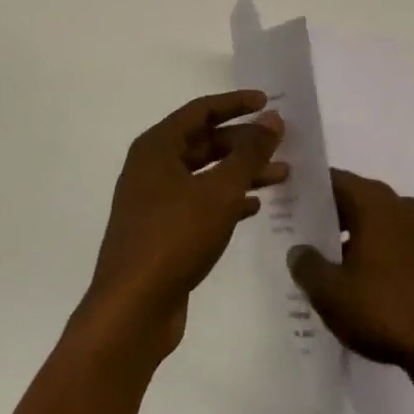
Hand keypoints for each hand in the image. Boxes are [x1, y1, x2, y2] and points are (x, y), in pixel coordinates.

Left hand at [81, 90, 286, 362]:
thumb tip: (272, 119)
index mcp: (157, 147)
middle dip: (243, 142)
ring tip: (281, 175)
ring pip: (205, 175)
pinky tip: (254, 208)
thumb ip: (249, 153)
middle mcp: (152, 168)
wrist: (133, 311)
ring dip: (241, 172)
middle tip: (280, 143)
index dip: (235, 104)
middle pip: (204, 142)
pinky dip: (227, 200)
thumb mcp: (220, 190)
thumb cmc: (175, 237)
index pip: (201, 111)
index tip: (267, 102)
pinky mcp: (162, 233)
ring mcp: (154, 202)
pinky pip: (200, 203)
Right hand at [287, 168, 413, 394]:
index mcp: (374, 201)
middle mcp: (398, 204)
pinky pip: (390, 240)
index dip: (308, 190)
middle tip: (297, 234)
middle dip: (327, 215)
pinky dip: (370, 251)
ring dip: (348, 236)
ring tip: (321, 261)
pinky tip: (353, 280)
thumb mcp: (332, 292)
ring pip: (372, 221)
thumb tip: (298, 250)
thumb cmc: (384, 308)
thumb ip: (307, 265)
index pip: (333, 180)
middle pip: (353, 198)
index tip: (287, 203)